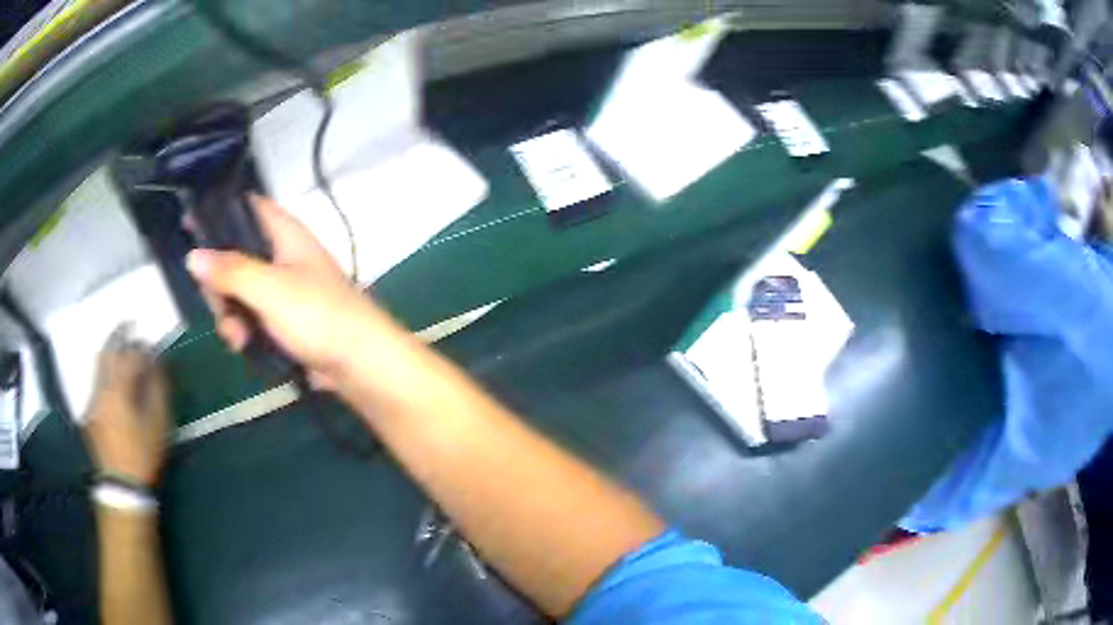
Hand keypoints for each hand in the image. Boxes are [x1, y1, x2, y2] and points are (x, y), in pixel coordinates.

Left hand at [84, 328, 169, 486]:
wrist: (122, 485)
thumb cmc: (143, 455)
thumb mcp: (157, 425)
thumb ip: (157, 390)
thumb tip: (157, 364)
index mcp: (118, 391)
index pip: (129, 357)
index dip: (141, 349)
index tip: (150, 346)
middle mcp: (101, 390)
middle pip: (107, 353)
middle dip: (118, 338)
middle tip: (129, 329)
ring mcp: (92, 400)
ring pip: (99, 367)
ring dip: (111, 355)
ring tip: (121, 352)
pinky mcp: (89, 412)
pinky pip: (96, 384)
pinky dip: (105, 376)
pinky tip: (113, 384)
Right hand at [186, 196, 391, 387]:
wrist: (360, 365)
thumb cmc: (319, 316)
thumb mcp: (269, 289)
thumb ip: (230, 271)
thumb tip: (193, 255)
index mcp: (285, 233)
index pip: (247, 207)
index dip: (218, 214)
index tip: (190, 230)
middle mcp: (282, 255)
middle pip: (233, 256)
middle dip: (220, 285)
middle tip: (221, 306)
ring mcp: (282, 288)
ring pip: (238, 291)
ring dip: (231, 315)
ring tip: (239, 337)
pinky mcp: (283, 318)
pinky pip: (251, 316)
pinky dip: (244, 330)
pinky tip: (245, 346)